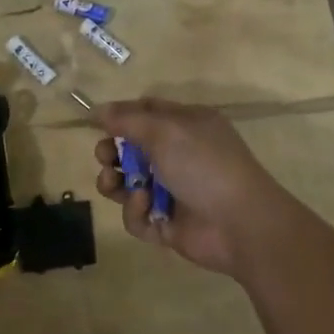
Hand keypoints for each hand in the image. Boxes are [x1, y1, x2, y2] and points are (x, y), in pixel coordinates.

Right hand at [92, 98, 300, 276]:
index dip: (120, 116)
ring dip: (115, 182)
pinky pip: (137, 215)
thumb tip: (97, 109)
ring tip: (112, 182)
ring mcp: (173, 191)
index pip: (147, 112)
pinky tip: (146, 206)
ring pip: (128, 184)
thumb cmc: (204, 165)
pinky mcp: (167, 223)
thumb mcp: (165, 131)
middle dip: (112, 152)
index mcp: (186, 125)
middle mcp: (179, 155)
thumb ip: (127, 119)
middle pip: (132, 149)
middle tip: (105, 157)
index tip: (94, 122)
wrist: (239, 223)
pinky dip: (136, 210)